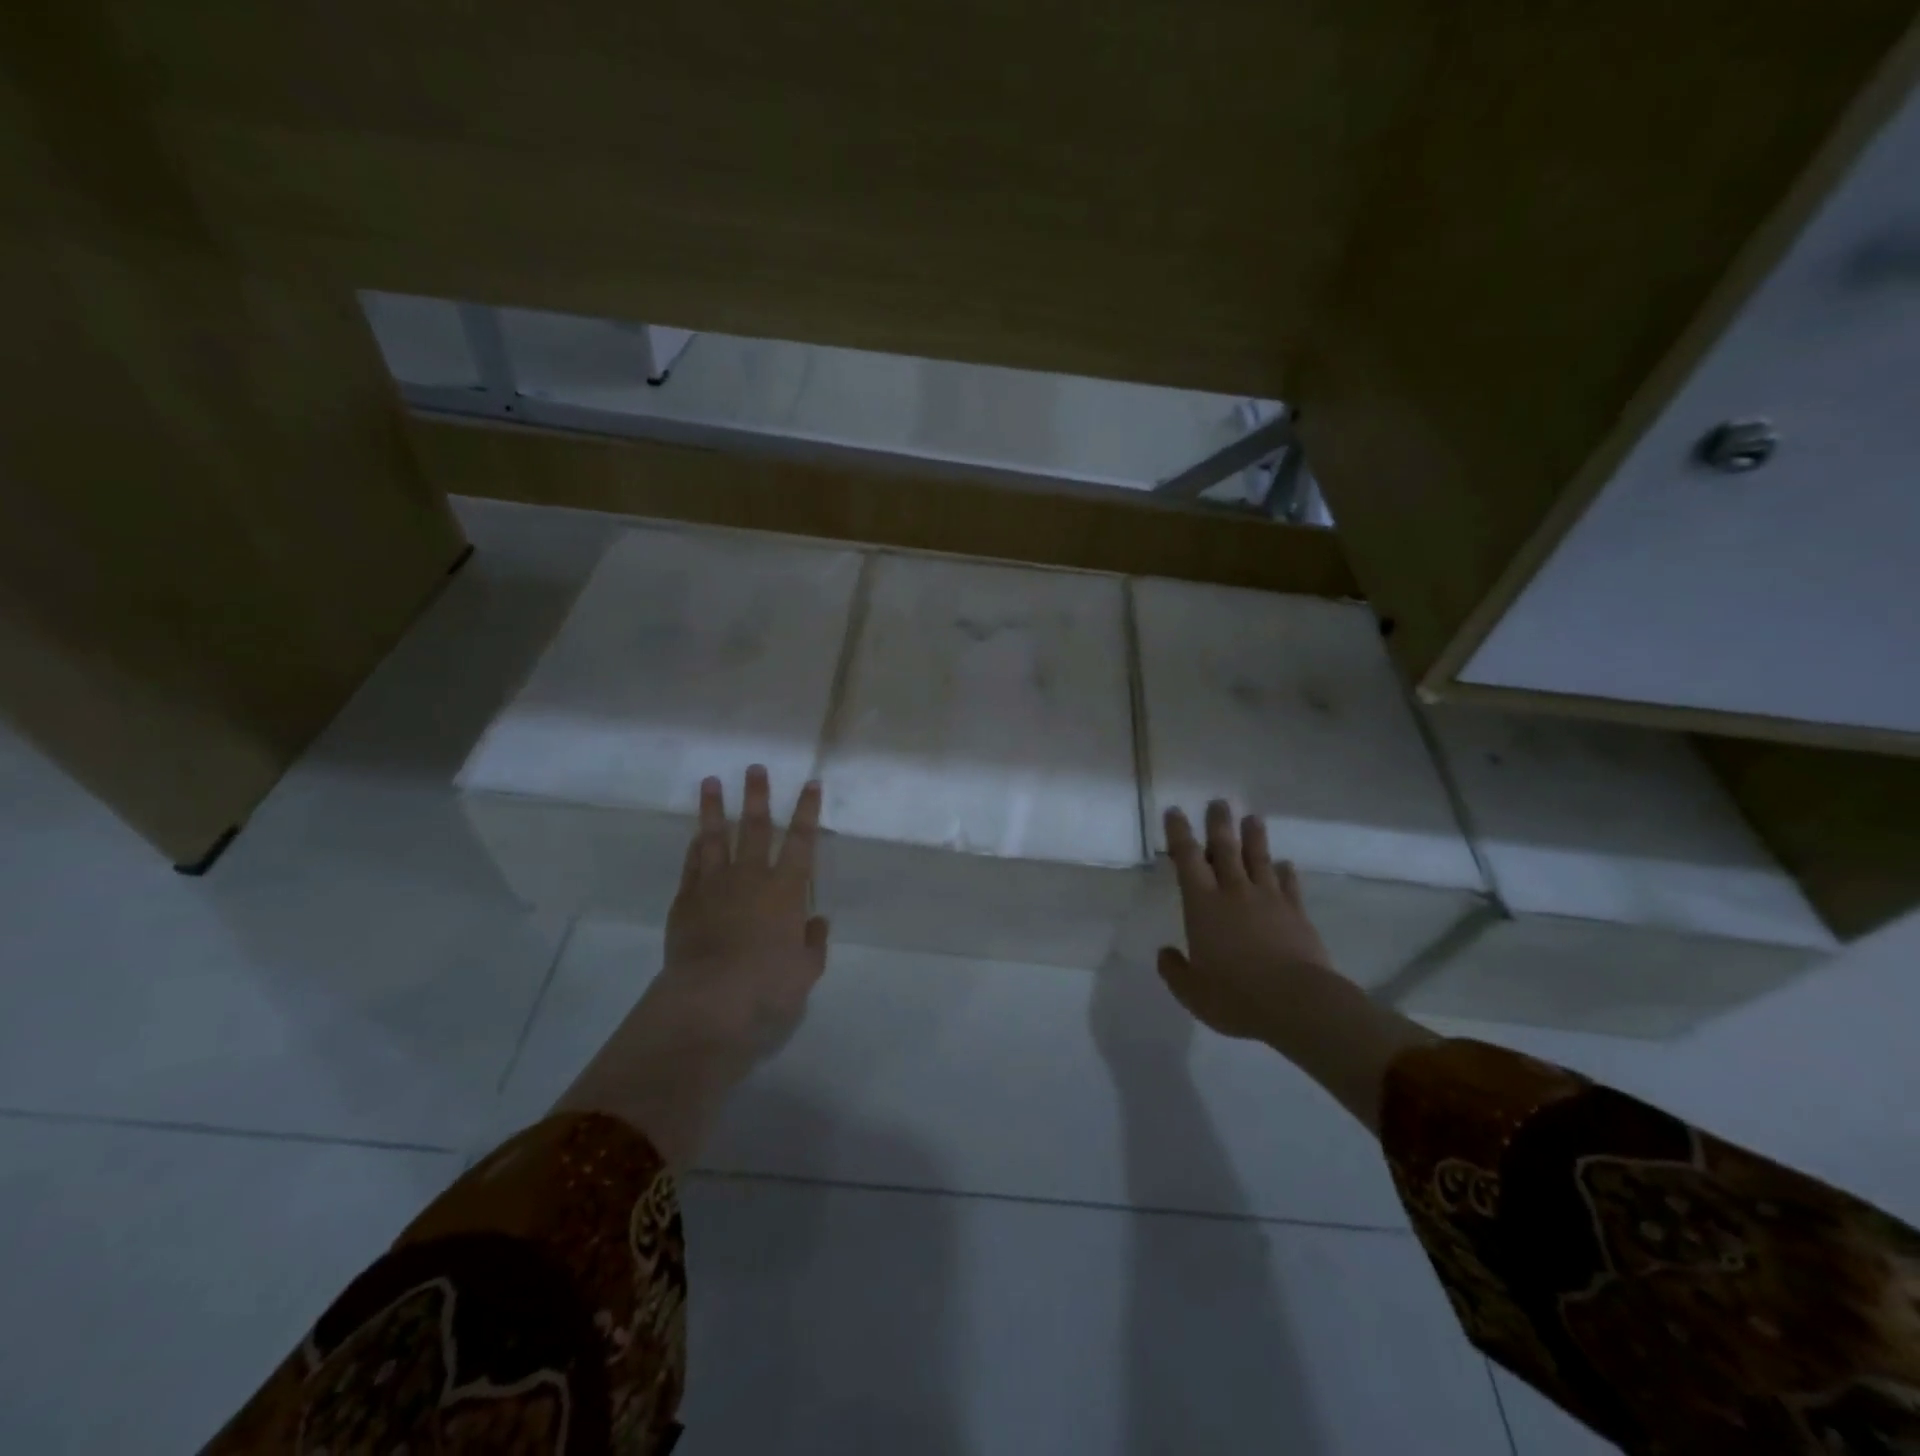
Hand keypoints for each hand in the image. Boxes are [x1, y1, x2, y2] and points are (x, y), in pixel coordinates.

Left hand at [648, 766, 830, 1056]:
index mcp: (786, 889)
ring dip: (715, 809)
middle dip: (758, 796)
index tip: (810, 783)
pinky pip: (692, 865)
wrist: (710, 998)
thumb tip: (817, 921)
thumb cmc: (767, 985)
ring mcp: (714, 886)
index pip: (802, 841)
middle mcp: (751, 877)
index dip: (807, 811)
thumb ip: (814, 942)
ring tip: (711, 782)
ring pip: (716, 838)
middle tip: (754, 768)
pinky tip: (696, 835)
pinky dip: (695, 847)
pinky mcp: (686, 901)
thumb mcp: (806, 970)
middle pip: (756, 828)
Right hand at [1156, 800, 1334, 1042]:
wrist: (1297, 1003)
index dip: (1179, 833)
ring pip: (1258, 859)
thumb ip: (1174, 970)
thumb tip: (1165, 953)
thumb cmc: (1235, 996)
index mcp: (1203, 905)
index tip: (1175, 812)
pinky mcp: (1297, 914)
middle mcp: (1234, 893)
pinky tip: (1285, 864)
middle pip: (1225, 849)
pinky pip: (1289, 885)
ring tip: (1252, 818)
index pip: (1187, 859)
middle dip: (1219, 824)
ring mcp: (1269, 900)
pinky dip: (1285, 872)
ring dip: (1254, 837)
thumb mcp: (1192, 991)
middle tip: (1218, 802)